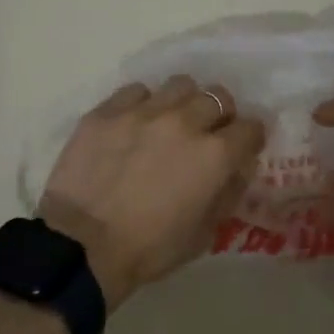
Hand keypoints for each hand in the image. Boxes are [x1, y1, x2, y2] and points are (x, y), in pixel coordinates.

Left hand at [39, 76, 266, 309]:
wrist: (82, 246)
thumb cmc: (149, 249)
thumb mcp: (204, 234)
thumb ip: (227, 193)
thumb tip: (238, 168)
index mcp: (215, 154)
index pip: (251, 127)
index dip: (250, 139)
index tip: (242, 148)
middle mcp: (184, 121)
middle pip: (218, 97)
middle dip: (219, 115)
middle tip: (206, 134)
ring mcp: (143, 111)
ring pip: (179, 85)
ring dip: (183, 102)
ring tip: (170, 121)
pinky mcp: (107, 111)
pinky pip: (136, 91)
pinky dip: (143, 104)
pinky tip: (133, 124)